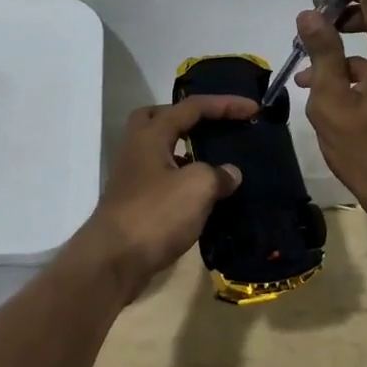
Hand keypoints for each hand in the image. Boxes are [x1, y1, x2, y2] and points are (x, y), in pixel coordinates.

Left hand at [75, 95, 254, 299]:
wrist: (113, 261)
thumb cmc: (155, 215)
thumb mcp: (196, 188)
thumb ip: (218, 174)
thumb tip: (230, 173)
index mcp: (151, 135)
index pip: (191, 107)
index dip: (225, 104)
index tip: (254, 108)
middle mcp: (138, 150)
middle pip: (160, 119)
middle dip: (188, 118)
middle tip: (214, 126)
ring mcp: (134, 178)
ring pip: (162, 152)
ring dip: (188, 152)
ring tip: (218, 163)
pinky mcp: (136, 204)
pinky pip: (164, 179)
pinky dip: (185, 181)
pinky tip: (205, 197)